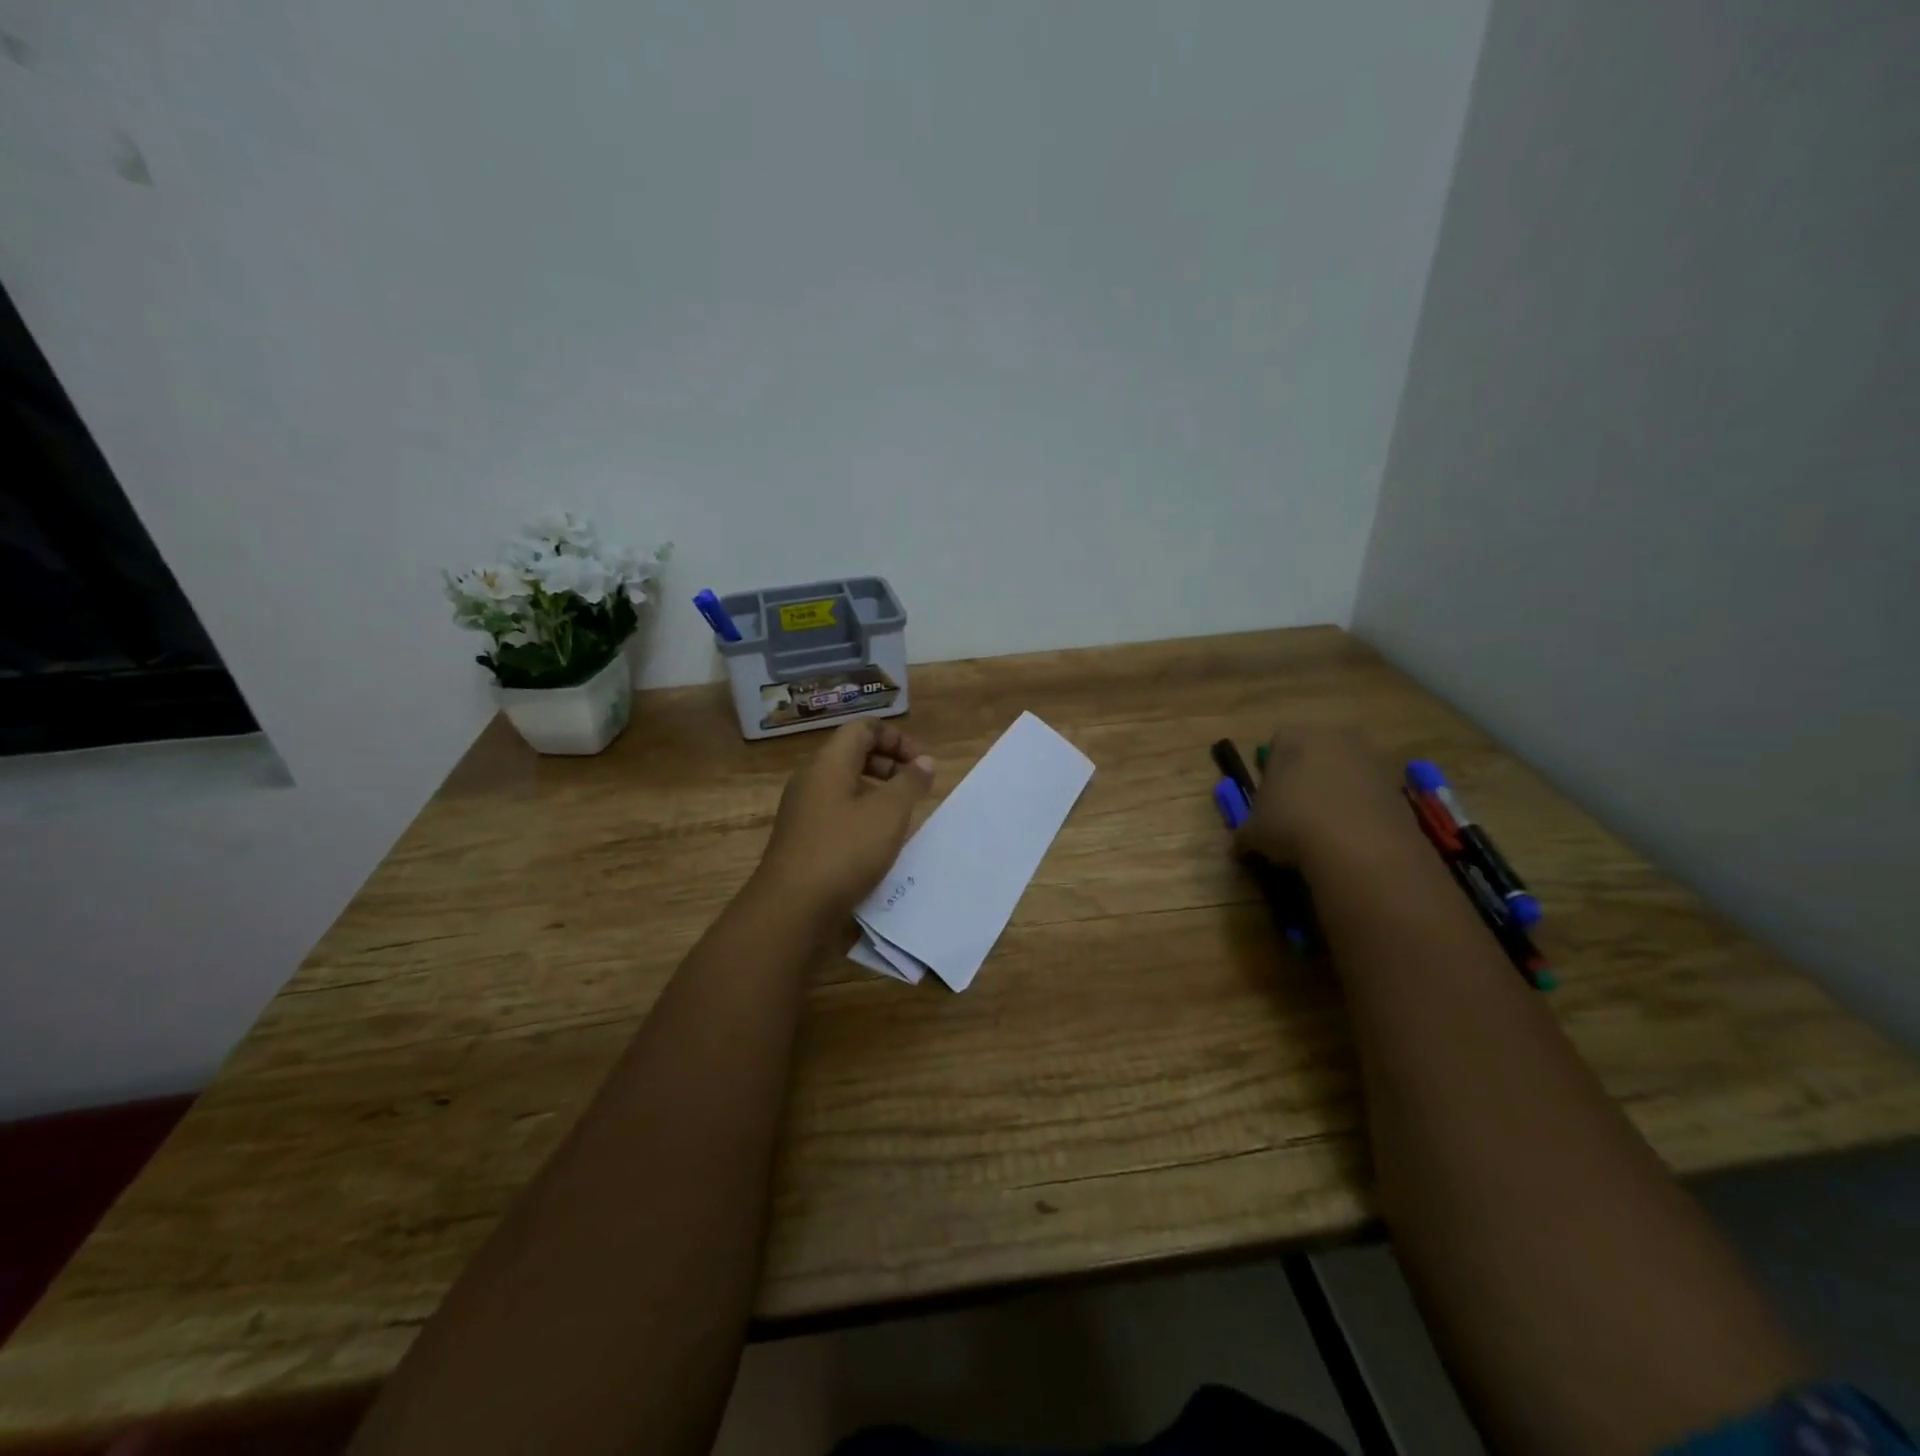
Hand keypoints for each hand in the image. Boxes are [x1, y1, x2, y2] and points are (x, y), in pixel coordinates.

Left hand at [753, 720, 936, 922]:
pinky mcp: (803, 839)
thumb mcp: (888, 813)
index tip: (921, 764)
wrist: (792, 908)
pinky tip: (879, 843)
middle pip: (853, 754)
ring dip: (878, 793)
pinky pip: (837, 812)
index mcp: (828, 763)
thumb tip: (924, 762)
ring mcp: (803, 810)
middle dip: (890, 764)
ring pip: (845, 786)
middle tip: (916, 788)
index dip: (896, 738)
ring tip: (903, 816)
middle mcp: (811, 780)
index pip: (863, 728)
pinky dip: (862, 816)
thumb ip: (910, 782)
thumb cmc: (844, 851)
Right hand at [1233, 727, 1416, 868]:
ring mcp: (1372, 755)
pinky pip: (1372, 791)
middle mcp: (1333, 735)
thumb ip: (1246, 831)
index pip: (1276, 744)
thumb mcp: (1253, 832)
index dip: (1272, 772)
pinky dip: (1363, 807)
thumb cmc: (1291, 824)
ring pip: (1347, 770)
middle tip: (1298, 812)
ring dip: (1338, 791)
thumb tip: (1242, 844)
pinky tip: (1354, 835)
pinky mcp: (1399, 782)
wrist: (1358, 846)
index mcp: (1293, 736)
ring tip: (1328, 828)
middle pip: (1316, 751)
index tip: (1271, 800)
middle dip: (1308, 776)